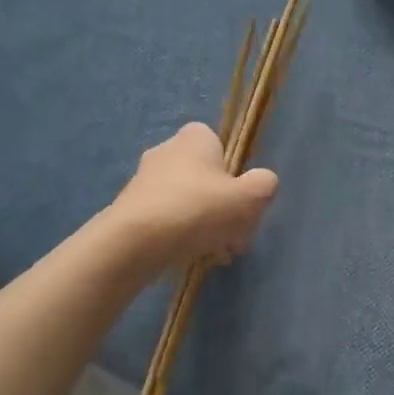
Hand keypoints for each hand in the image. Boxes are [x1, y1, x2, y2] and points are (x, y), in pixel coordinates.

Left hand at [110, 123, 278, 265]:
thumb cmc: (199, 209)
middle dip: (221, 206)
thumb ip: (265, 184)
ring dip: (203, 224)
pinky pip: (165, 219)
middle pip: (204, 177)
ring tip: (215, 253)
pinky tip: (189, 256)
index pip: (219, 145)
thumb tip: (262, 183)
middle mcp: (166, 150)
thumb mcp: (251, 197)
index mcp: (194, 138)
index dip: (234, 172)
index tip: (241, 199)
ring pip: (186, 201)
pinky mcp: (129, 208)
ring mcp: (143, 180)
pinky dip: (179, 235)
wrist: (136, 241)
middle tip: (235, 235)